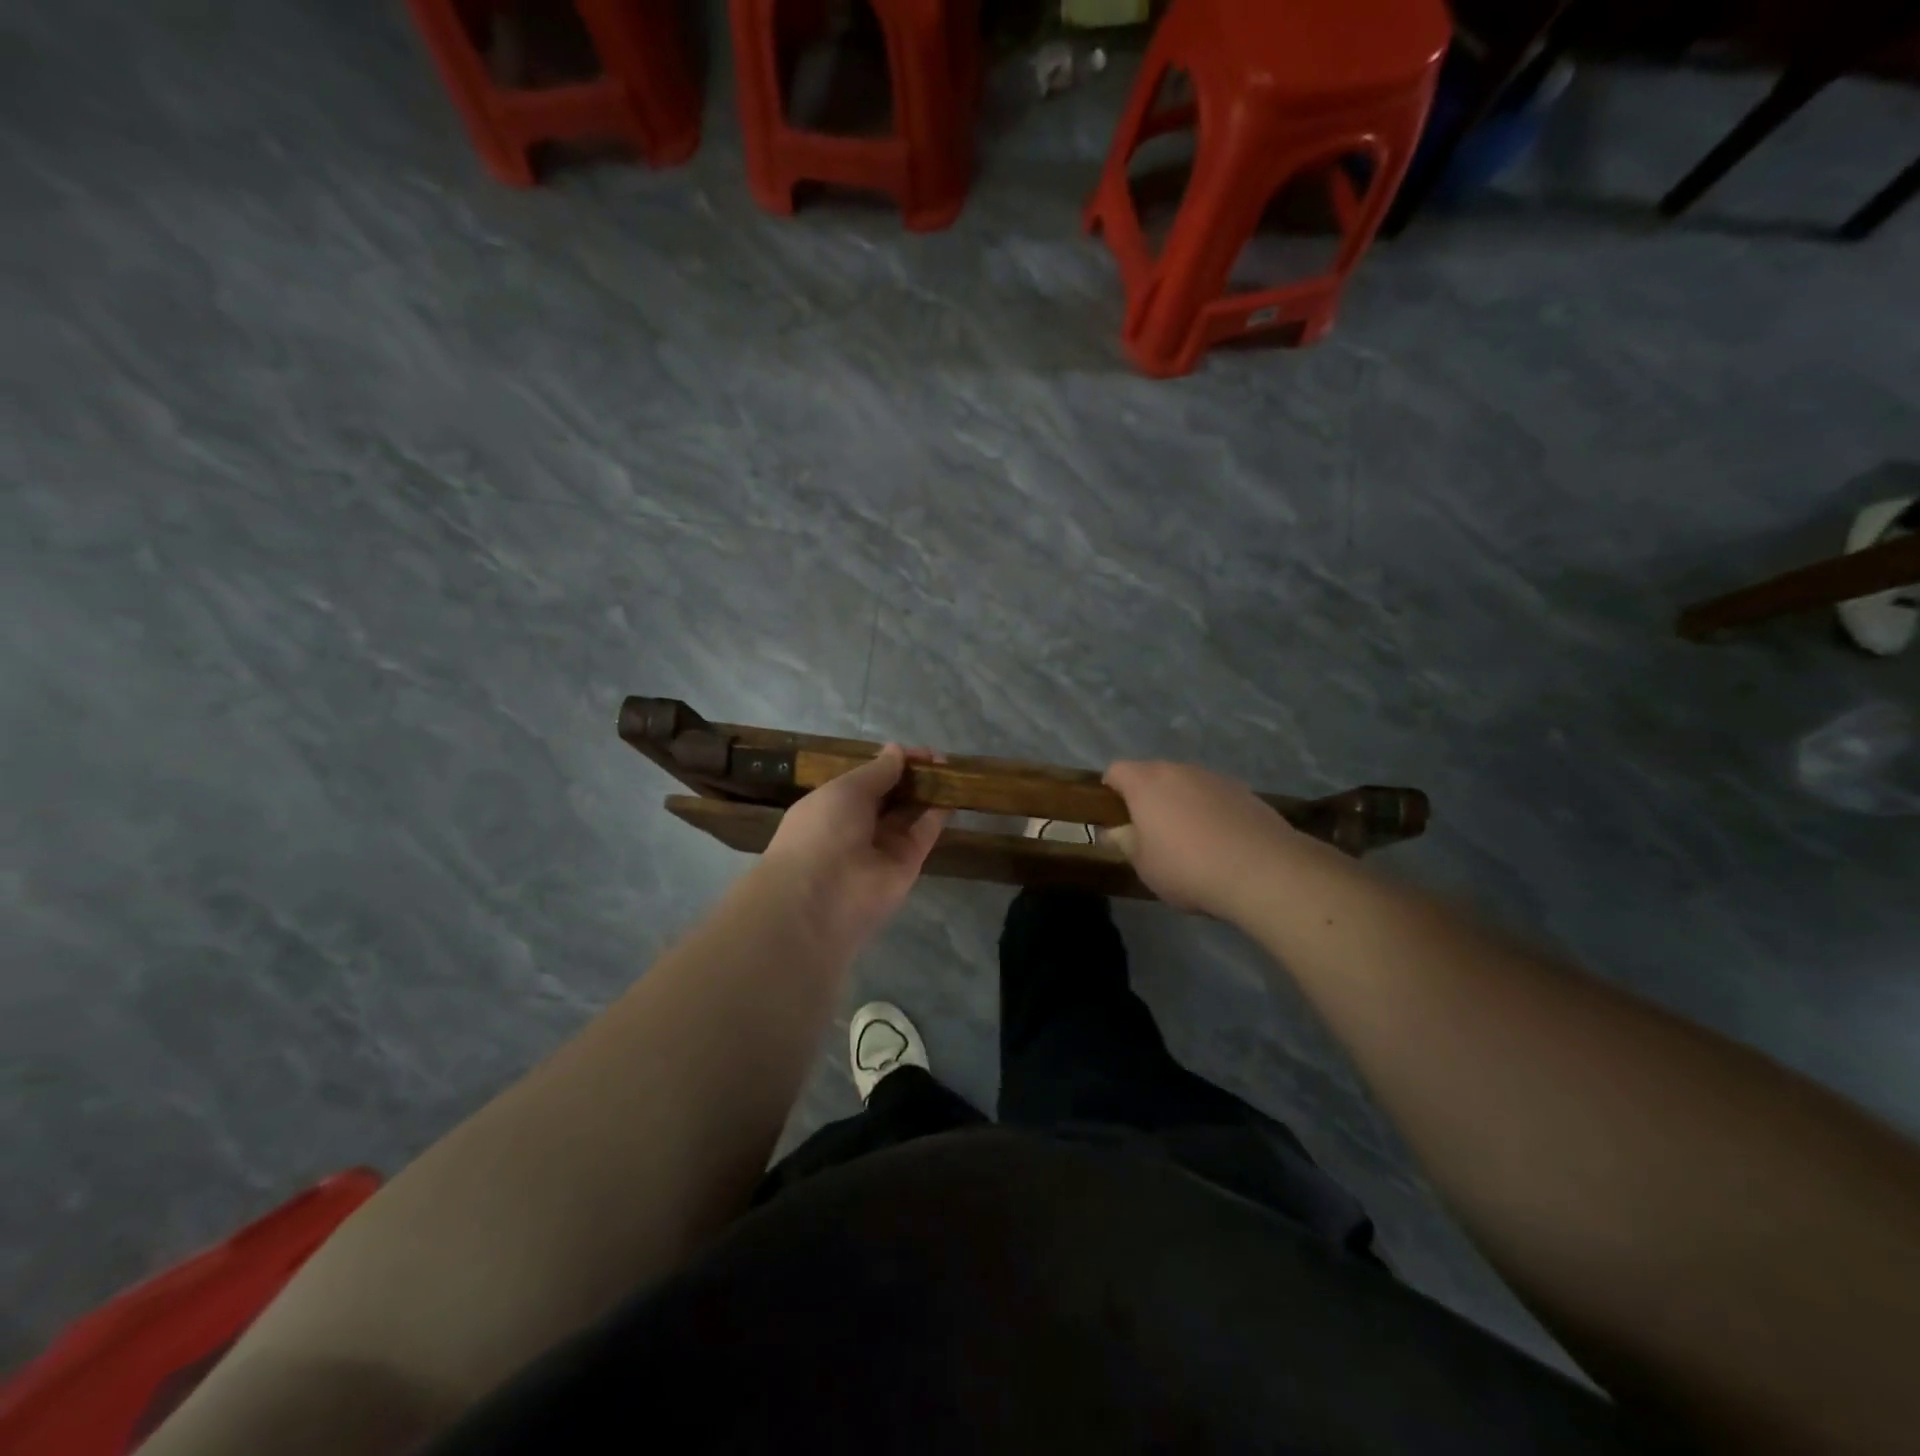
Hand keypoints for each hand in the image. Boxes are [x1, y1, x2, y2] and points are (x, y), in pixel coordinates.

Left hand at [757, 745, 949, 948]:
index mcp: (832, 805)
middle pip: (891, 796)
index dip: (890, 764)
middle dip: (912, 776)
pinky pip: (924, 833)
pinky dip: (938, 814)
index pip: (866, 780)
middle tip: (938, 758)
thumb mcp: (845, 790)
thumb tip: (897, 751)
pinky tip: (954, 791)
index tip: (916, 752)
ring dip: (928, 792)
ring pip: (910, 813)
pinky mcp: (907, 865)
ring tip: (951, 770)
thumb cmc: (822, 831)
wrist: (821, 898)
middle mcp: (857, 826)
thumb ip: (876, 771)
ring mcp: (883, 847)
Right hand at [1103, 760, 1298, 918]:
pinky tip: (1220, 844)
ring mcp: (1215, 778)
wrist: (1263, 871)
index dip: (1109, 791)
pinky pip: (1215, 797)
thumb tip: (1116, 831)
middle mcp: (1179, 770)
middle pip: (1153, 775)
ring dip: (1181, 804)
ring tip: (1189, 841)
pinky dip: (1210, 812)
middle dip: (1147, 798)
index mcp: (1146, 782)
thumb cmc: (1187, 867)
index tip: (1114, 817)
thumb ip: (1125, 842)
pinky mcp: (1245, 792)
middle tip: (1150, 833)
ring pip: (1186, 785)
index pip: (1116, 771)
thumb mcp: (1143, 864)